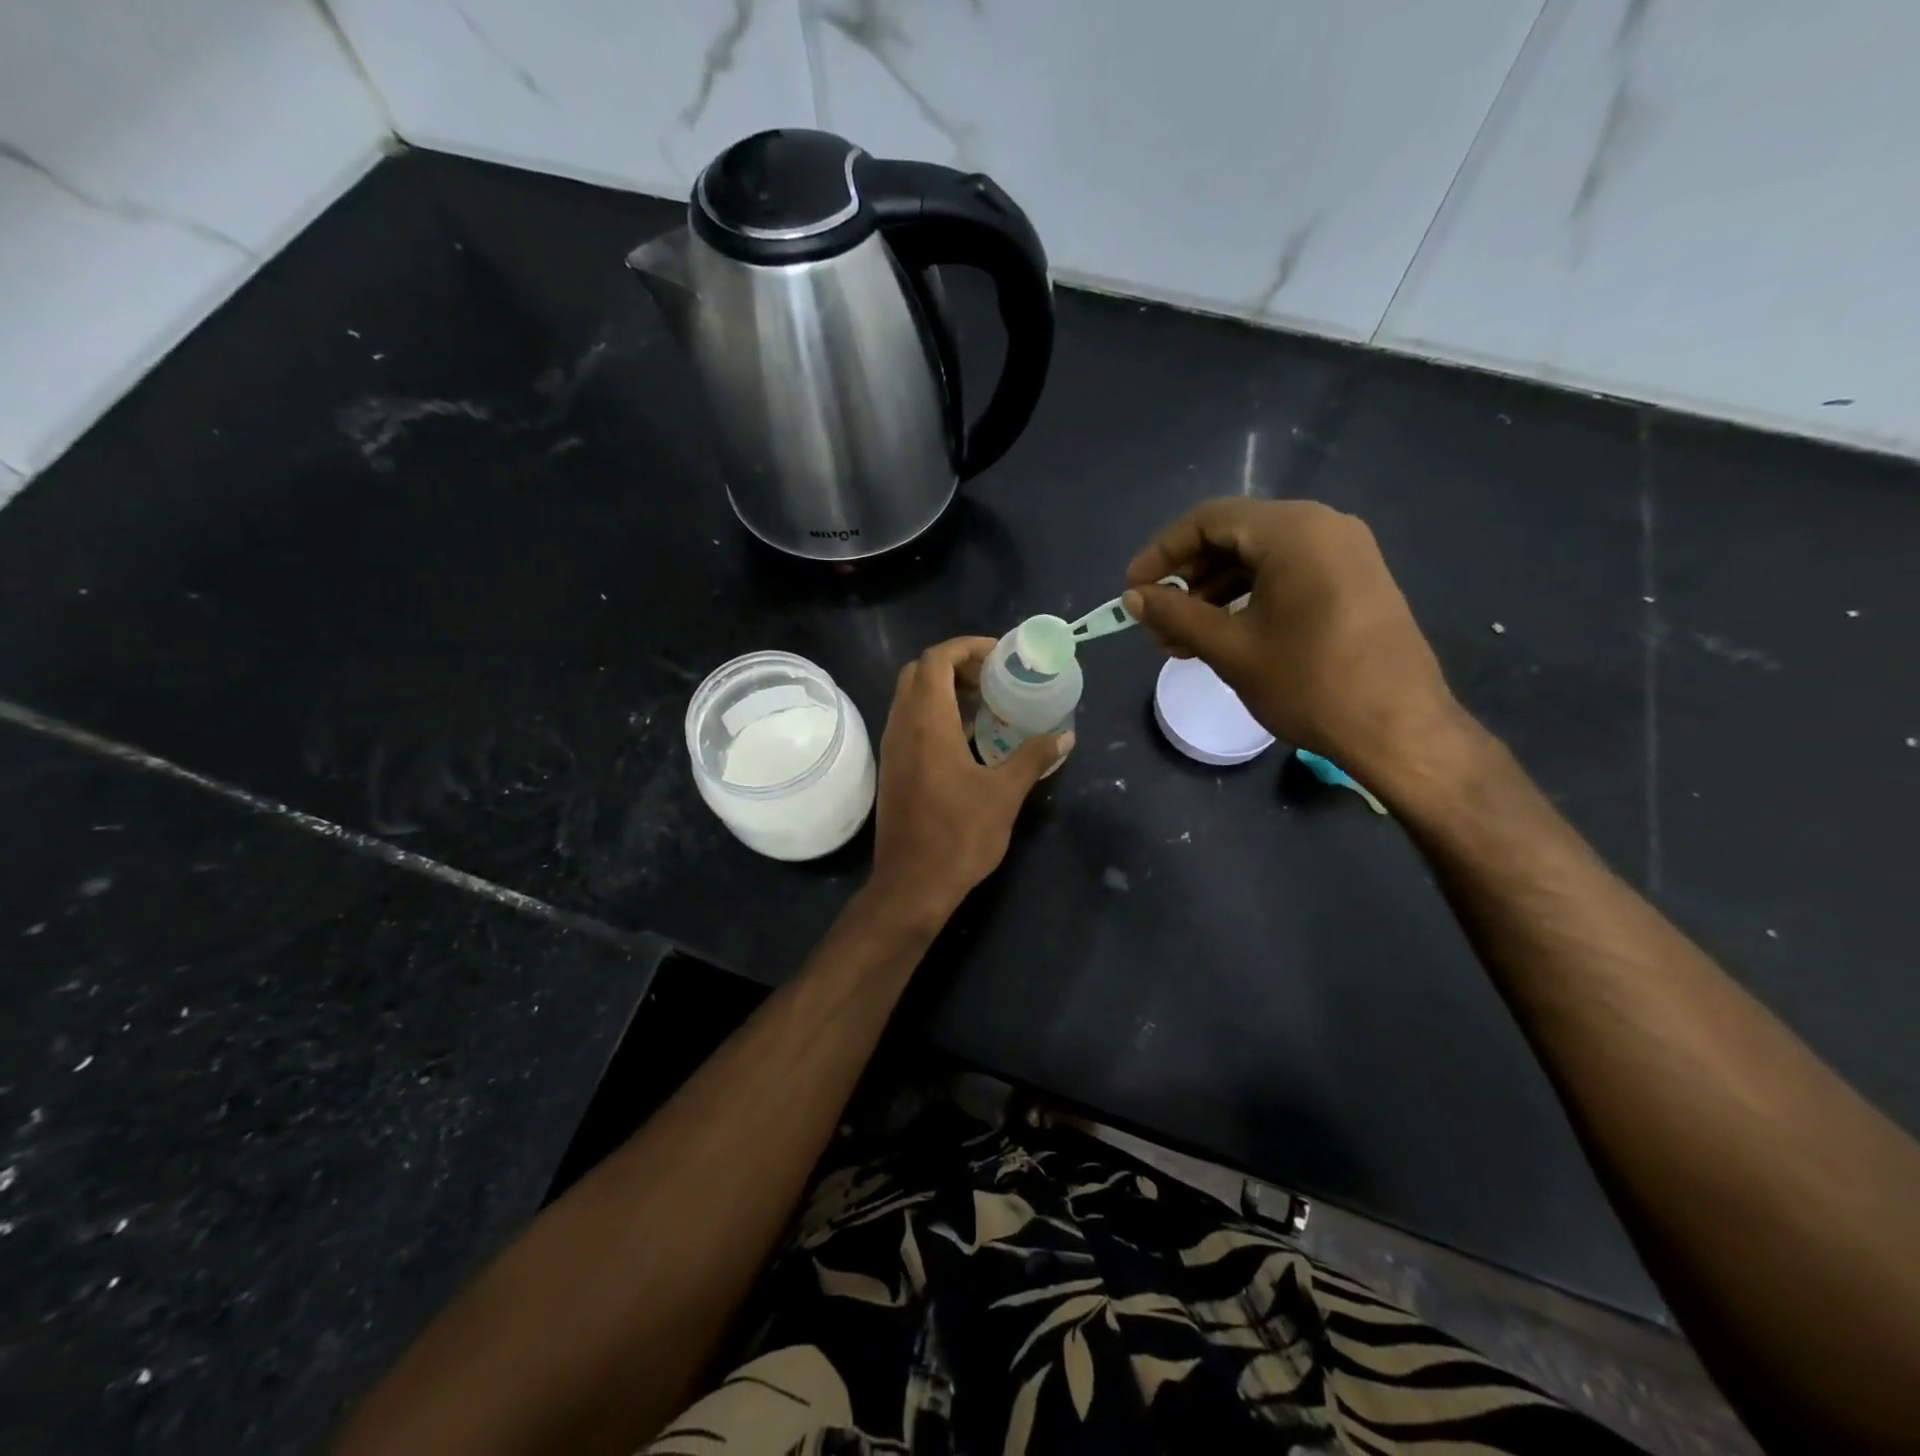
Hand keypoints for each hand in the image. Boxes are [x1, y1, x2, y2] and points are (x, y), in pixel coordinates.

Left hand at [865, 637, 1072, 927]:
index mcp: (927, 723)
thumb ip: (1034, 757)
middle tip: (993, 677)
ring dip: (944, 689)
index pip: (936, 659)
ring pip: (910, 698)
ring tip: (985, 703)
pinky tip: (967, 738)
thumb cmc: (959, 836)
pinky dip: (934, 714)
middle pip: (919, 672)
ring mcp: (892, 748)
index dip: (967, 647)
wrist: (912, 884)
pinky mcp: (892, 769)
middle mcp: (902, 726)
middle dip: (955, 665)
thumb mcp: (1005, 794)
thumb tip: (1066, 735)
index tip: (1000, 656)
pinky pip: (909, 722)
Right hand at [1122, 498, 1472, 795]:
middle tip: (1158, 624)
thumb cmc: (1309, 684)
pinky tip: (1224, 636)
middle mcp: (1323, 526)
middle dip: (1187, 579)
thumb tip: (1132, 597)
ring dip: (1214, 594)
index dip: (1161, 552)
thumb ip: (1175, 614)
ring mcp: (1345, 552)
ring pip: (1259, 559)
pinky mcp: (1355, 580)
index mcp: (1293, 531)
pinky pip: (1287, 574)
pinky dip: (1249, 599)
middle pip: (1234, 536)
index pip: (1208, 520)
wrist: (1399, 729)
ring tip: (1183, 640)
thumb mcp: (1230, 648)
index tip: (1133, 590)